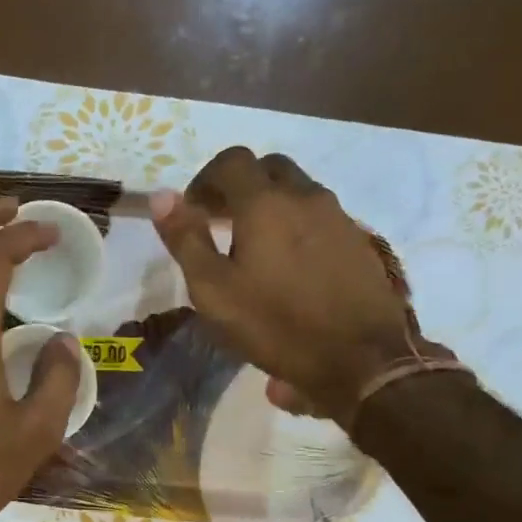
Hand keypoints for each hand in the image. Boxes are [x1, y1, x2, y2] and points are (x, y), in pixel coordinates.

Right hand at [151, 147, 460, 424]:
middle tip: (220, 222)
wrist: (361, 360)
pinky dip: (297, 225)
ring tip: (253, 247)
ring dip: (271, 205)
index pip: (231, 161)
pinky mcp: (359, 242)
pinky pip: (320, 217)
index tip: (194, 210)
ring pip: (298, 191)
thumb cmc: (275, 324)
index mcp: (265, 203)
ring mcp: (339, 217)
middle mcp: (305, 197)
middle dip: (240, 186)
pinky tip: (289, 266)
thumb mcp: (213, 289)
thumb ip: (185, 239)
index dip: (206, 179)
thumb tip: (161, 196)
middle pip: (269, 169)